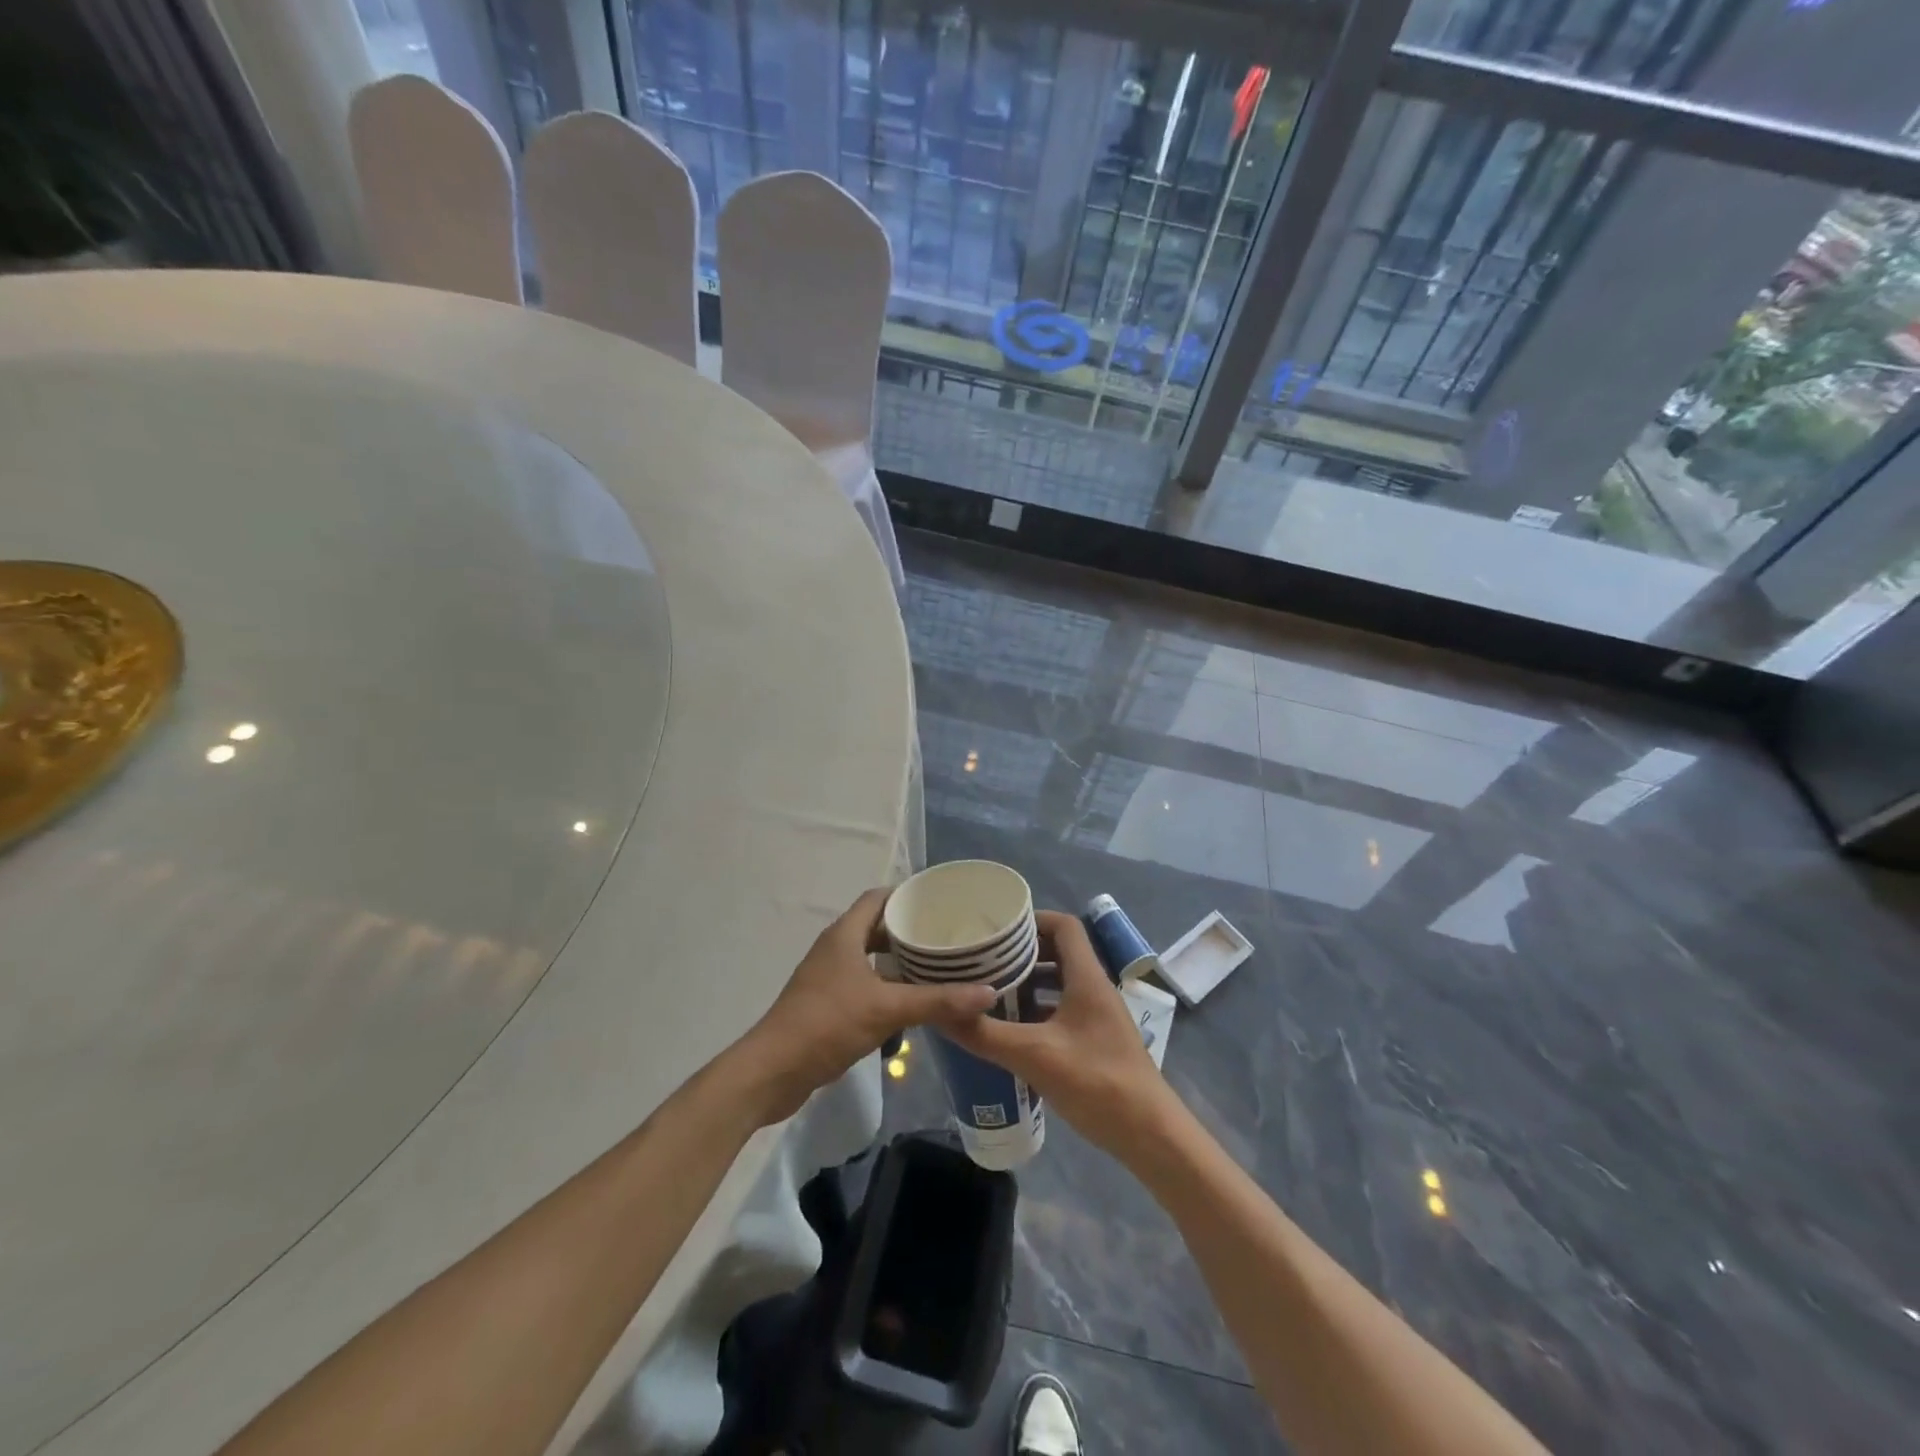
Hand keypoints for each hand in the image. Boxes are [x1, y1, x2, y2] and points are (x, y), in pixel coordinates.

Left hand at [732, 888, 995, 1125]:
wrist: (773, 1071)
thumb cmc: (828, 1023)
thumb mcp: (887, 1009)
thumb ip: (937, 1000)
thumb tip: (988, 992)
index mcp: (844, 935)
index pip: (878, 898)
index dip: (907, 895)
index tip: (941, 901)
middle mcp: (835, 948)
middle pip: (876, 927)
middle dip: (910, 930)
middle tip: (947, 936)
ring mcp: (828, 976)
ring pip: (870, 957)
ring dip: (899, 960)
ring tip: (938, 966)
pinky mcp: (827, 1003)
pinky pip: (864, 982)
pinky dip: (887, 985)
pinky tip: (911, 1001)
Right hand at [942, 911, 1174, 1157]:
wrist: (1150, 1136)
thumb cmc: (1098, 1084)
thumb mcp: (1035, 1056)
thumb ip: (987, 1035)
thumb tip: (941, 1014)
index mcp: (1087, 978)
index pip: (1063, 926)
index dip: (1031, 920)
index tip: (996, 931)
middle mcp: (1094, 988)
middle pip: (1058, 952)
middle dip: (1020, 954)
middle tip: (982, 961)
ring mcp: (1096, 1016)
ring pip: (1058, 983)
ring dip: (1026, 983)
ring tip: (988, 992)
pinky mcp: (1095, 1041)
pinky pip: (1060, 1010)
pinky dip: (1035, 1011)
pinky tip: (1009, 1030)